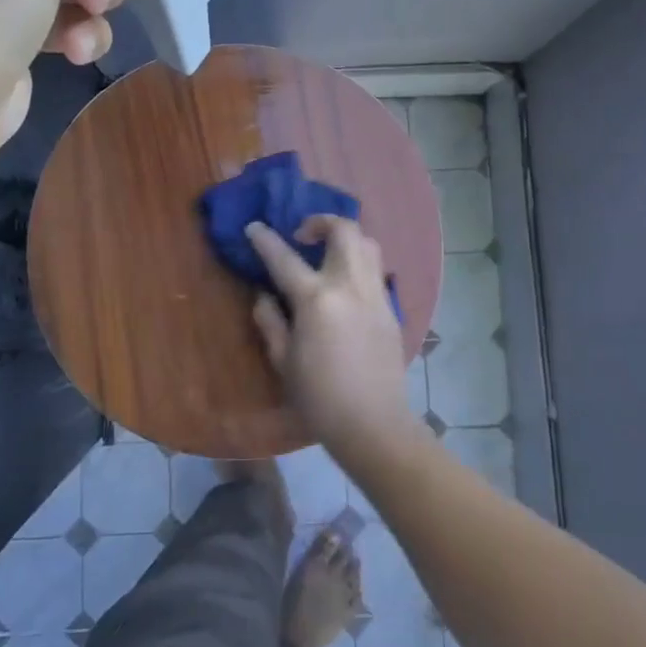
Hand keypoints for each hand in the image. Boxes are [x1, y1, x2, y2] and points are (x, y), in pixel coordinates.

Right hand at [245, 217, 418, 455]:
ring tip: (325, 255)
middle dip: (320, 222)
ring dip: (344, 238)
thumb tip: (265, 295)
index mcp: (317, 300)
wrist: (373, 424)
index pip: (285, 258)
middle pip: (343, 230)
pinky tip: (344, 284)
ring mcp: (375, 294)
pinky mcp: (391, 308)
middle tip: (301, 237)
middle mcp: (350, 286)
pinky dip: (358, 262)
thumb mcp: (283, 361)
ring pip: (367, 243)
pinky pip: (375, 270)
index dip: (265, 240)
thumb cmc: (319, 398)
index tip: (254, 227)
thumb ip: (270, 321)